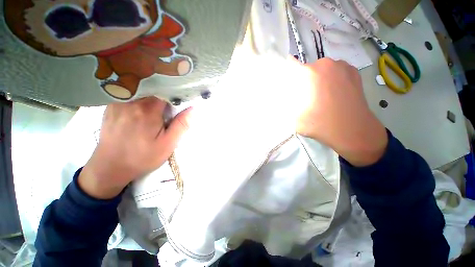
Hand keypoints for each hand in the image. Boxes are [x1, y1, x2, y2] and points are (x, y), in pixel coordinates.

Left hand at [79, 97, 191, 198]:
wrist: (110, 167)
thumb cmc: (143, 157)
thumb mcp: (168, 144)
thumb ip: (181, 125)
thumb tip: (192, 109)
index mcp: (148, 110)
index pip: (166, 92)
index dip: (174, 97)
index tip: (178, 106)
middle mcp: (132, 102)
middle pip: (153, 91)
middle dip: (163, 99)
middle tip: (166, 113)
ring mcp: (118, 103)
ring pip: (141, 93)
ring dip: (151, 100)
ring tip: (153, 114)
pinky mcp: (110, 108)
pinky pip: (129, 97)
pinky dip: (138, 101)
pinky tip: (139, 114)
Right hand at [296, 58, 387, 166]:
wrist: (353, 131)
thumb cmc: (321, 124)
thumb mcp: (294, 117)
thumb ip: (288, 104)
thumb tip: (287, 95)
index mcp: (309, 73)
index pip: (289, 65)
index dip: (286, 74)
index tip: (287, 85)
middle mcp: (325, 64)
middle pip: (306, 69)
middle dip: (302, 80)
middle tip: (304, 96)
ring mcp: (342, 66)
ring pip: (321, 69)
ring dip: (317, 79)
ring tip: (321, 96)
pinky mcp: (354, 71)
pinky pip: (335, 71)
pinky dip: (331, 79)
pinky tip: (333, 93)